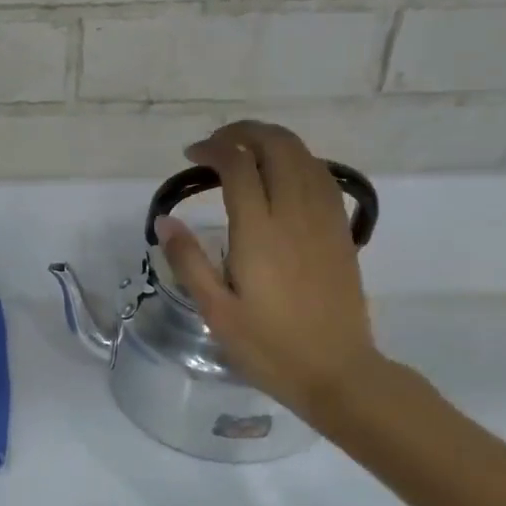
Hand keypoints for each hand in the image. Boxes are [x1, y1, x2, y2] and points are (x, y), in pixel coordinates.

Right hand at [154, 120, 384, 424]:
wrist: (337, 371)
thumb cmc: (269, 347)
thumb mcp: (216, 311)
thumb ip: (188, 261)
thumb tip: (165, 220)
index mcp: (259, 232)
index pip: (238, 166)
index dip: (214, 149)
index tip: (191, 155)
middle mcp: (295, 214)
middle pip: (277, 146)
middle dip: (245, 133)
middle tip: (217, 145)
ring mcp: (324, 220)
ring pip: (305, 156)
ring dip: (274, 142)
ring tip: (246, 153)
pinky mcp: (341, 232)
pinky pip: (323, 177)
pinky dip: (299, 161)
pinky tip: (283, 176)